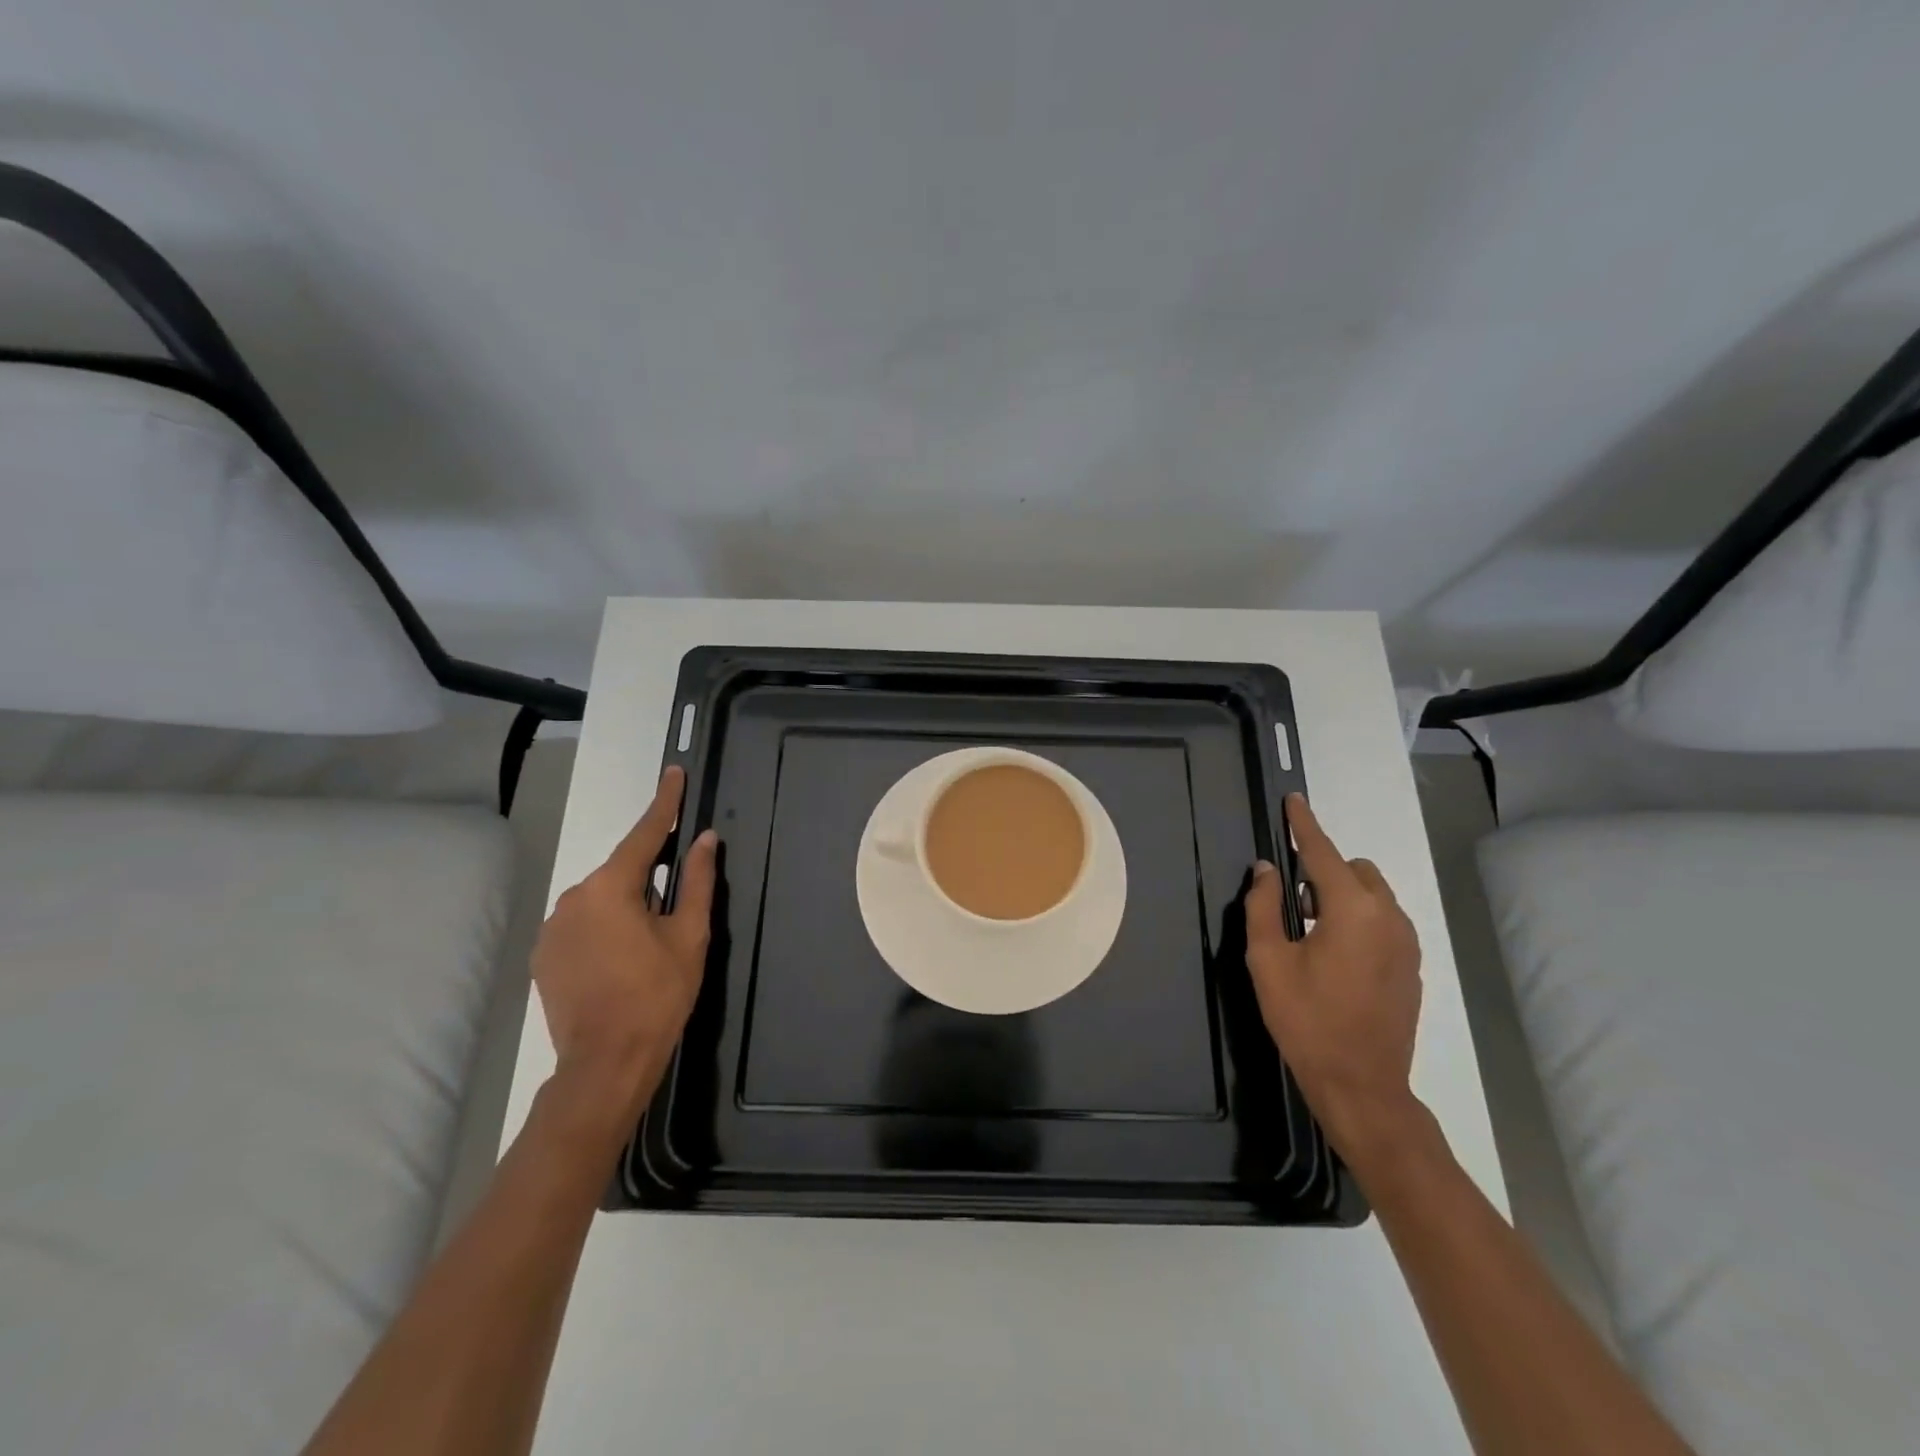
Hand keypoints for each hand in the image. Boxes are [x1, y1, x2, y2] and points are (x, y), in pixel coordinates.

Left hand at [532, 765, 717, 1127]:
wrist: (605, 1063)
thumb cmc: (657, 995)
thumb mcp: (690, 936)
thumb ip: (698, 881)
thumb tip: (705, 840)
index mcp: (611, 888)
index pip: (644, 834)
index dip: (664, 803)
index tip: (674, 773)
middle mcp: (573, 897)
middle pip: (622, 872)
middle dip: (648, 882)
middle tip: (672, 920)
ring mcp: (553, 928)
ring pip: (601, 900)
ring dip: (625, 910)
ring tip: (645, 952)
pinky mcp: (544, 955)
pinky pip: (582, 925)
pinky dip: (604, 931)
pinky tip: (618, 964)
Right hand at [1244, 793, 1423, 1169]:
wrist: (1362, 1085)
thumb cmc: (1306, 1020)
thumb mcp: (1268, 961)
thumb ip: (1264, 906)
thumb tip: (1266, 870)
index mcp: (1353, 910)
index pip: (1323, 852)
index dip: (1303, 825)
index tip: (1292, 800)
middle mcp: (1389, 917)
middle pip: (1355, 870)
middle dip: (1323, 871)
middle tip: (1292, 905)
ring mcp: (1407, 943)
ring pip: (1373, 895)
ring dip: (1341, 896)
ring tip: (1310, 934)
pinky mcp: (1412, 966)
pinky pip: (1383, 922)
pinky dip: (1358, 920)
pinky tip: (1335, 958)